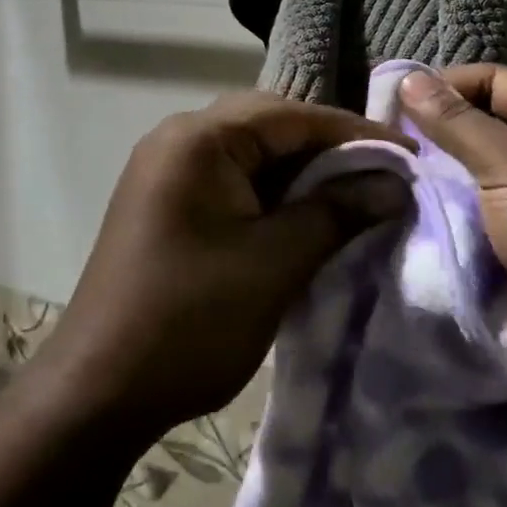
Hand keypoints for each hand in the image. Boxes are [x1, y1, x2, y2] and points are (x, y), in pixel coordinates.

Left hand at [41, 92, 411, 443]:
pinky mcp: (167, 203)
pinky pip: (232, 182)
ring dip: (302, 176)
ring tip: (355, 197)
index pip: (291, 115)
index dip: (354, 133)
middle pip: (270, 127)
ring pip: (252, 156)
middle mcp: (178, 140)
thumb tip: (395, 184)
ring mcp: (167, 171)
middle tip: (384, 176)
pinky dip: (272, 196)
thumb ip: (336, 213)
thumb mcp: (274, 263)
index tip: (409, 155)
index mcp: (198, 139)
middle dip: (329, 151)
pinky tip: (305, 219)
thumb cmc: (190, 321)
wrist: (97, 391)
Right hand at [397, 65, 506, 345]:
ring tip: (397, 175)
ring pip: (479, 165)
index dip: (443, 87)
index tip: (393, 107)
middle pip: (483, 120)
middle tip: (390, 145)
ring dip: (443, 172)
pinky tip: (420, 207)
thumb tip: (407, 79)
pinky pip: (484, 201)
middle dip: (438, 133)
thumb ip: (456, 122)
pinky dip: (455, 203)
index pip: (491, 78)